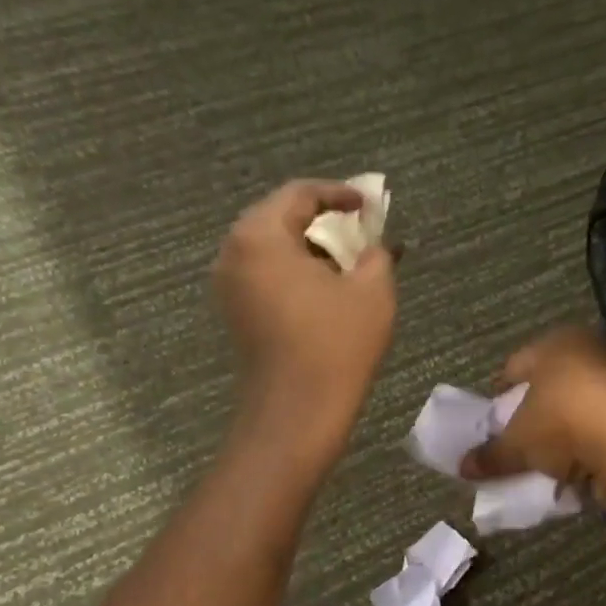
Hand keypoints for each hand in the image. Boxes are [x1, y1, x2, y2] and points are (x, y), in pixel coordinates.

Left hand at [212, 181, 395, 460]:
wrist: (297, 411)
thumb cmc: (336, 344)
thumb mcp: (373, 291)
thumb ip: (377, 254)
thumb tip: (375, 246)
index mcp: (260, 236)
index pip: (299, 194)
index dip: (339, 193)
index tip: (369, 204)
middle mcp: (233, 253)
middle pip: (279, 218)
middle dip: (323, 221)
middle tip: (360, 229)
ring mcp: (229, 286)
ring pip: (272, 249)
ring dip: (310, 249)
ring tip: (349, 261)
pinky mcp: (236, 314)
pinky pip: (266, 276)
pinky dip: (296, 272)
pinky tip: (327, 289)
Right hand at [458, 328, 605, 516]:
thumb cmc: (566, 424)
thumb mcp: (519, 443)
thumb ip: (492, 454)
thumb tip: (463, 467)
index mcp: (559, 342)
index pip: (515, 366)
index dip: (498, 397)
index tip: (489, 426)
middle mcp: (593, 352)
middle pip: (549, 387)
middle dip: (531, 417)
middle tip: (516, 446)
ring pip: (578, 409)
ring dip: (562, 436)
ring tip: (545, 465)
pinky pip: (603, 429)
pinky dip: (589, 448)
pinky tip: (578, 472)